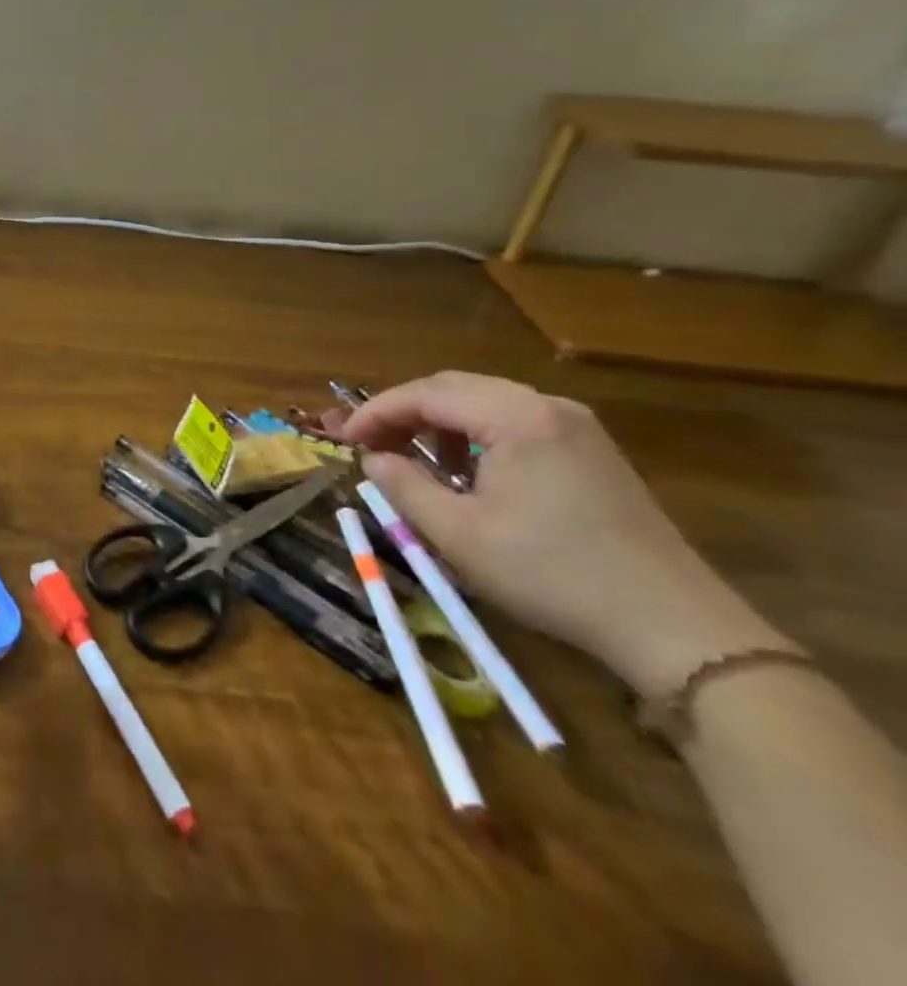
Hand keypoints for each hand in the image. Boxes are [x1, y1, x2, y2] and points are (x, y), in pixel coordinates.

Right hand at [336, 372, 789, 697]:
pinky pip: (514, 423)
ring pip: (484, 403)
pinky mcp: (592, 452)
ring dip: (438, 424)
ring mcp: (576, 427)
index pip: (425, 393)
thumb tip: (373, 457)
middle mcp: (547, 406)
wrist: (675, 628)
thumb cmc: (552, 574)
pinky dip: (475, 437)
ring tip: (413, 460)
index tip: (342, 439)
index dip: (375, 412)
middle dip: (403, 412)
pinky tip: (466, 474)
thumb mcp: (458, 534)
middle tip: (369, 444)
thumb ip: (403, 485)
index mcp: (515, 416)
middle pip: (454, 388)